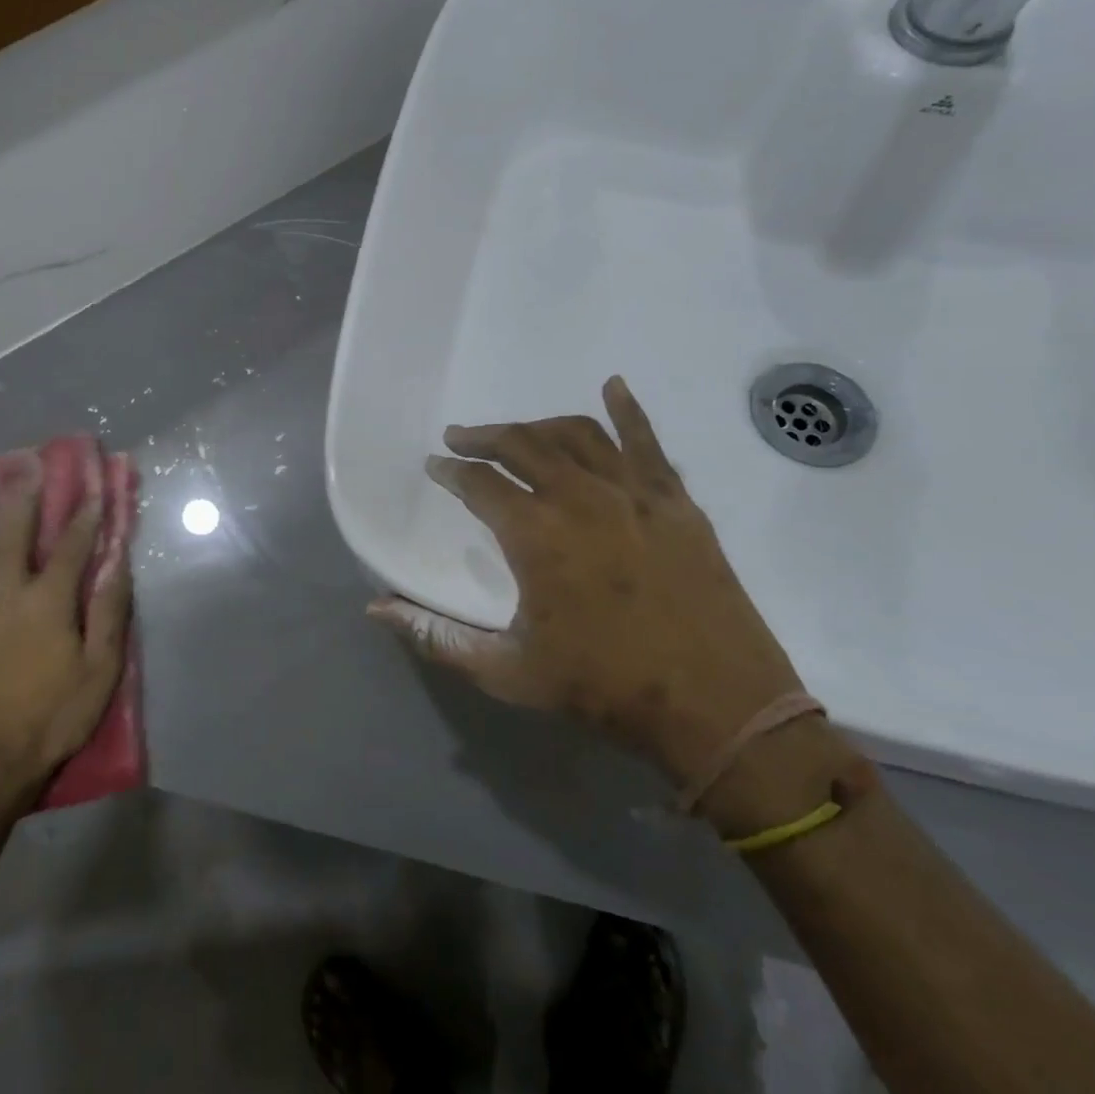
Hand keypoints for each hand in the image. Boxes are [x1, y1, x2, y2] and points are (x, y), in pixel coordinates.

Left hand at [0, 448, 131, 791]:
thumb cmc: (55, 714)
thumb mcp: (100, 669)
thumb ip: (109, 611)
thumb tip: (119, 564)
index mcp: (46, 602)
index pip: (69, 547)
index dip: (86, 517)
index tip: (95, 489)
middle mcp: (5, 594)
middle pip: (13, 535)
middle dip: (26, 499)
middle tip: (31, 467)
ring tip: (2, 492)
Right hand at [370, 376, 805, 789]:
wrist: (718, 706)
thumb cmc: (604, 689)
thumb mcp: (507, 671)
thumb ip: (437, 637)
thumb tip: (376, 610)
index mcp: (536, 535)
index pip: (479, 484)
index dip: (451, 471)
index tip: (435, 466)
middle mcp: (580, 498)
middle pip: (522, 445)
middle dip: (484, 437)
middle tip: (461, 437)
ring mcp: (634, 494)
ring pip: (576, 435)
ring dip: (538, 426)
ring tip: (516, 431)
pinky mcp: (675, 501)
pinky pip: (647, 442)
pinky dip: (627, 411)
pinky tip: (613, 387)